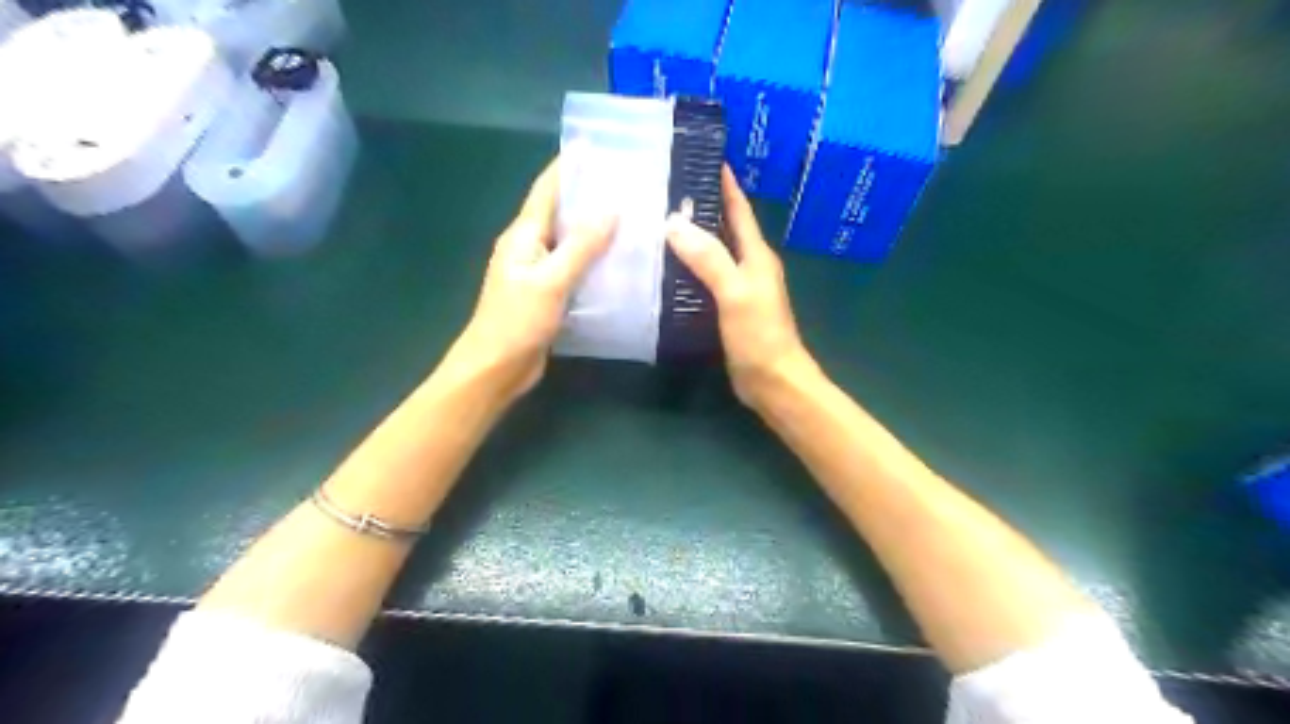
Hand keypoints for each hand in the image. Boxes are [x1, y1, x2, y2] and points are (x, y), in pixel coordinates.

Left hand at [450, 157, 609, 404]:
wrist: (496, 368)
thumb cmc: (517, 321)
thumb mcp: (551, 281)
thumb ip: (581, 246)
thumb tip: (610, 209)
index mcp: (522, 236)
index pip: (546, 191)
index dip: (566, 167)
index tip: (592, 146)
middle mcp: (528, 248)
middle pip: (559, 213)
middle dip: (587, 196)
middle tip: (623, 184)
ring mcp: (537, 273)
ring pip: (569, 243)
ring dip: (593, 231)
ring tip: (629, 218)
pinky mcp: (547, 295)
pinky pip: (573, 269)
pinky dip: (593, 261)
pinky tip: (618, 263)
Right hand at [665, 168, 812, 409]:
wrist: (773, 382)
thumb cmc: (760, 335)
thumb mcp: (735, 292)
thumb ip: (709, 258)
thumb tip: (674, 223)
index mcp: (756, 255)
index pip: (738, 209)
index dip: (724, 183)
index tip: (702, 157)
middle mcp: (748, 266)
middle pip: (723, 228)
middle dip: (699, 207)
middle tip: (663, 190)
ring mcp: (737, 289)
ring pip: (711, 253)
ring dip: (690, 238)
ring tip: (655, 224)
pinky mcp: (726, 309)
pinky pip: (703, 279)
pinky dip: (686, 269)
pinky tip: (663, 269)